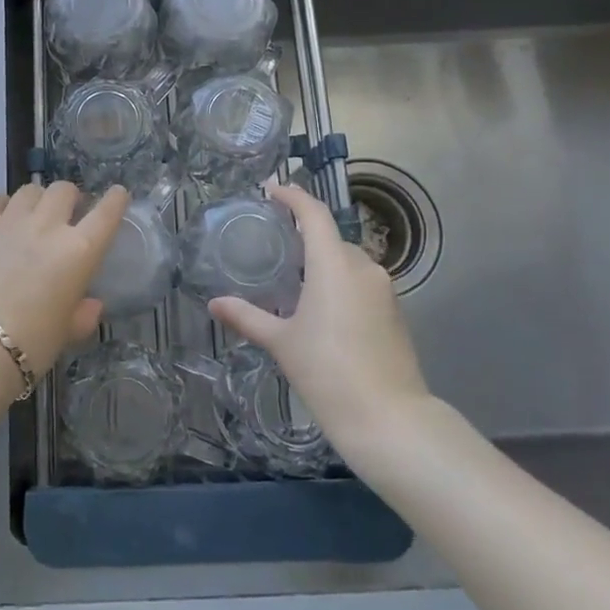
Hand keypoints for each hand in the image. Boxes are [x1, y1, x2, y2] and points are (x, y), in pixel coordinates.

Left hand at [0, 182, 127, 377]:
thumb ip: (83, 315)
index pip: (106, 213)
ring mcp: (10, 221)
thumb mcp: (67, 333)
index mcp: (79, 251)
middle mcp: (47, 226)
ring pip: (30, 190)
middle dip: (70, 198)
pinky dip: (2, 205)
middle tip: (66, 214)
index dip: (115, 200)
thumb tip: (91, 305)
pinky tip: (1, 218)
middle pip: (64, 190)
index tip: (117, 194)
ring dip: (37, 199)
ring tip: (33, 215)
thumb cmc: (31, 344)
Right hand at [209, 183, 428, 455]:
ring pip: (348, 262)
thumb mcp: (281, 343)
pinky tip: (322, 308)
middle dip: (304, 236)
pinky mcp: (394, 313)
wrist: (389, 419)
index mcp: (334, 264)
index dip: (293, 196)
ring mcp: (384, 290)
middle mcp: (363, 267)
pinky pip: (361, 283)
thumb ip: (247, 317)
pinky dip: (340, 283)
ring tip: (294, 279)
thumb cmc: (328, 372)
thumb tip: (214, 304)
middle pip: (331, 238)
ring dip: (323, 263)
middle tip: (275, 245)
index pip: (314, 214)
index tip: (271, 190)